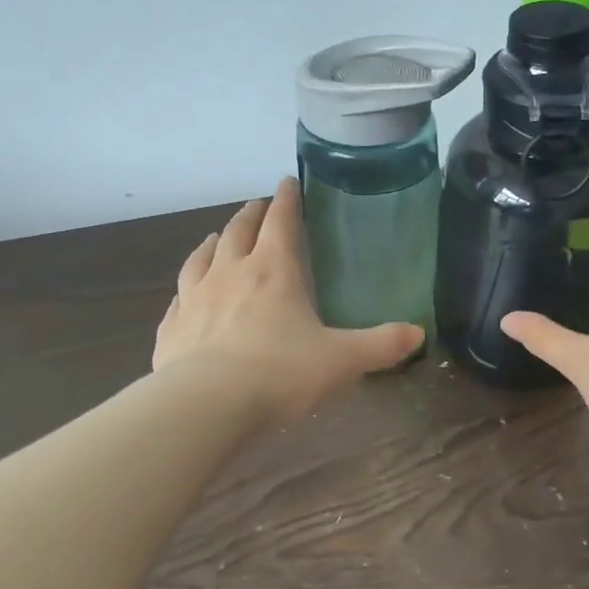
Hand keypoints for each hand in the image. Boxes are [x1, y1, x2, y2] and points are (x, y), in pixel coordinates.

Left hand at [153, 177, 422, 424]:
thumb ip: (380, 346)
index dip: (287, 200)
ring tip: (217, 238)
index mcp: (274, 271)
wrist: (205, 406)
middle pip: (239, 231)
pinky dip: (185, 289)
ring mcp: (194, 300)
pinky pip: (178, 299)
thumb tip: (418, 334)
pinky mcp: (170, 330)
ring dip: (213, 243)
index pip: (281, 222)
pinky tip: (185, 296)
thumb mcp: (342, 361)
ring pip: (201, 258)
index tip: (288, 182)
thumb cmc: (280, 374)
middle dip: (251, 215)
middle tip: (258, 206)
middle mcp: (230, 274)